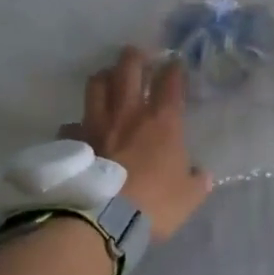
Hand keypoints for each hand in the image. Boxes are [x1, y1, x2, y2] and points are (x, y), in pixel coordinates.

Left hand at [61, 48, 211, 240]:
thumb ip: (196, 181)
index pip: (171, 82)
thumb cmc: (154, 203)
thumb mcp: (188, 197)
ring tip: (107, 79)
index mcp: (163, 121)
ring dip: (103, 78)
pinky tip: (79, 131)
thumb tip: (201, 175)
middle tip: (138, 54)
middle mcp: (129, 113)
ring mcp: (96, 124)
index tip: (175, 64)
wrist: (103, 220)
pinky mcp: (73, 142)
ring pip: (96, 86)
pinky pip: (72, 125)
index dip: (174, 69)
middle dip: (134, 57)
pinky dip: (77, 125)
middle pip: (128, 69)